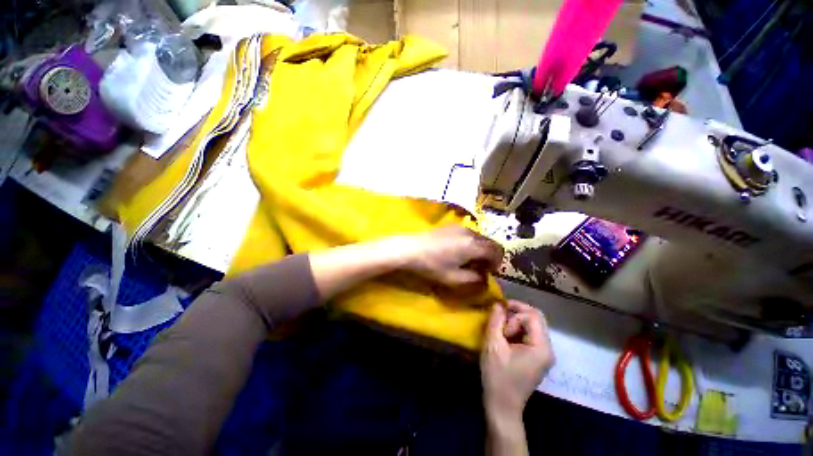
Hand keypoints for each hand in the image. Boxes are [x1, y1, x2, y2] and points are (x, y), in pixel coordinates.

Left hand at [395, 226, 503, 286]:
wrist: (410, 249)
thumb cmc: (432, 265)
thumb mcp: (454, 279)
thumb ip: (474, 280)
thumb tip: (484, 278)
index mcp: (474, 245)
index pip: (497, 251)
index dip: (497, 263)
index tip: (487, 272)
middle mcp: (470, 232)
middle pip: (489, 242)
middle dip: (489, 256)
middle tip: (478, 268)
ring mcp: (460, 227)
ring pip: (479, 238)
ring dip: (479, 249)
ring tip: (466, 260)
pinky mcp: (451, 226)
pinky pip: (468, 234)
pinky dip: (470, 243)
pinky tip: (456, 251)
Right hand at [481, 300, 554, 421]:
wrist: (502, 407)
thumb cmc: (497, 376)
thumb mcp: (493, 345)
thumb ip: (495, 321)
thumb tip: (498, 303)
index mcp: (541, 347)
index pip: (532, 316)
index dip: (514, 313)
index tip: (499, 322)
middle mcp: (548, 349)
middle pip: (536, 318)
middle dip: (516, 312)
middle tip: (499, 314)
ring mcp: (544, 354)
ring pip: (533, 325)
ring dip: (516, 321)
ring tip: (501, 329)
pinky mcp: (537, 357)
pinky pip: (530, 334)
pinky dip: (517, 329)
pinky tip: (505, 336)